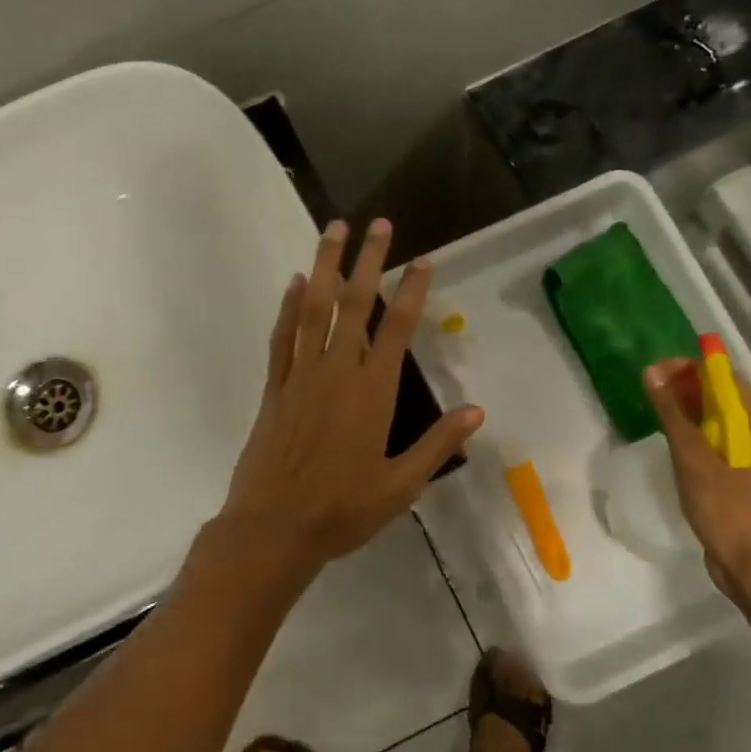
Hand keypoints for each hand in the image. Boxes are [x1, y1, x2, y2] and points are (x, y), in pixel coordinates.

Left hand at [219, 219, 483, 583]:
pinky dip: (289, 306)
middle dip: (368, 260)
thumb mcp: (401, 484)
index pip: (398, 328)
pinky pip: (283, 336)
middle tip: (377, 224)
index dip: (412, 290)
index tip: (422, 259)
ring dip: (325, 266)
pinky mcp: (275, 387)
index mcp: (373, 392)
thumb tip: (477, 412)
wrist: (273, 527)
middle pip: (355, 304)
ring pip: (314, 308)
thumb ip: (437, 444)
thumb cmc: (342, 509)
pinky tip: (296, 282)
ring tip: (332, 230)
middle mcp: (337, 371)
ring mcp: (301, 375)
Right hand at [643, 358, 750, 602]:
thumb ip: (673, 415)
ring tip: (653, 409)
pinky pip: (711, 444)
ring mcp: (747, 459)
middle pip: (721, 397)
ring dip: (685, 410)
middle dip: (685, 386)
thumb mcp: (695, 460)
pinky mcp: (735, 479)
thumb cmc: (729, 511)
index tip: (657, 371)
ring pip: (715, 421)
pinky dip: (690, 434)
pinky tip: (667, 440)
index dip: (693, 367)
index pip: (726, 378)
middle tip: (649, 388)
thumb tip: (651, 372)